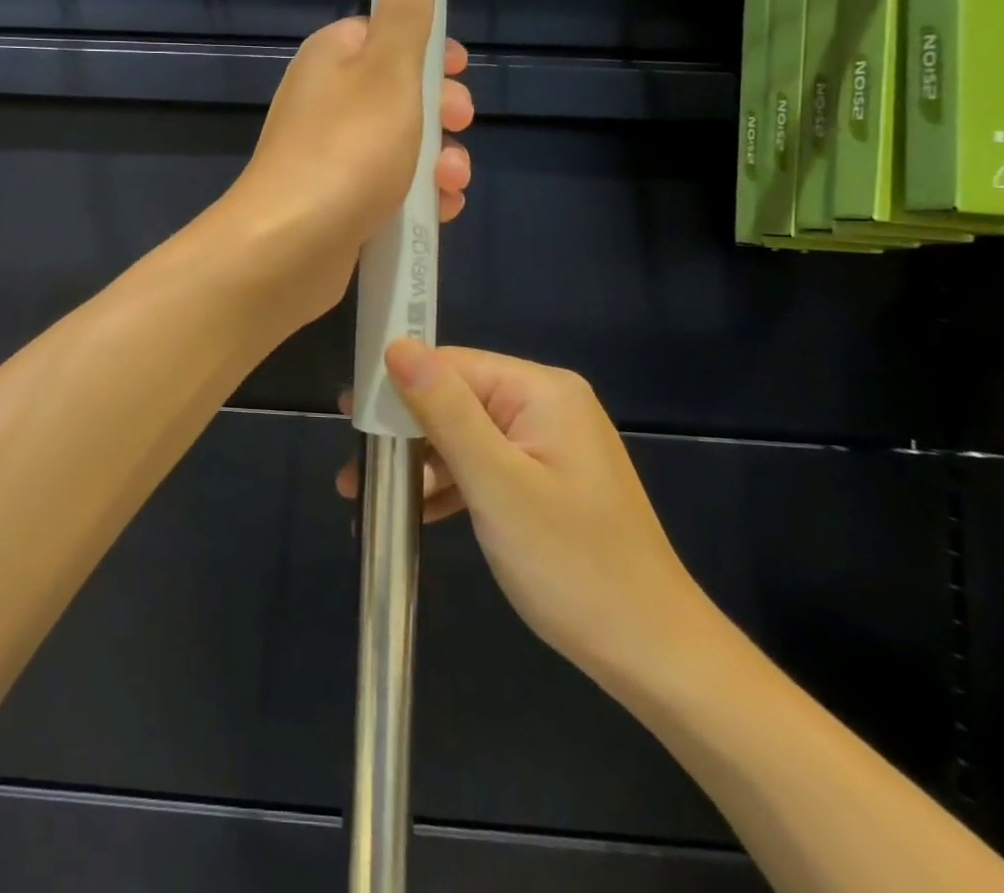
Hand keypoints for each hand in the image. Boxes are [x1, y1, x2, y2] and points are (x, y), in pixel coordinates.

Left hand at [219, 0, 472, 326]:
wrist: (289, 246)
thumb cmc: (347, 151)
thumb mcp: (389, 73)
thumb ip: (407, 16)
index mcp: (332, 60)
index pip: (383, 35)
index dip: (427, 51)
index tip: (460, 70)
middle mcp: (325, 102)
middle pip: (397, 93)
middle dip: (440, 111)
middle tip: (461, 124)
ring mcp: (328, 155)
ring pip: (398, 146)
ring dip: (437, 160)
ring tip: (451, 182)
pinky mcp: (335, 201)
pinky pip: (386, 188)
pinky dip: (416, 196)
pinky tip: (439, 211)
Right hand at [337, 344, 707, 690]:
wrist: (654, 657)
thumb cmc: (573, 565)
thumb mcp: (497, 484)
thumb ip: (444, 410)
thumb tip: (396, 345)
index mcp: (540, 391)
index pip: (451, 365)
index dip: (397, 386)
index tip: (349, 418)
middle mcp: (545, 405)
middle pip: (455, 398)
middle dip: (403, 433)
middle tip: (353, 467)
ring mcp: (547, 444)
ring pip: (464, 435)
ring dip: (419, 464)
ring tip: (365, 495)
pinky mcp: (545, 479)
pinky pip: (484, 465)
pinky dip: (449, 485)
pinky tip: (414, 511)